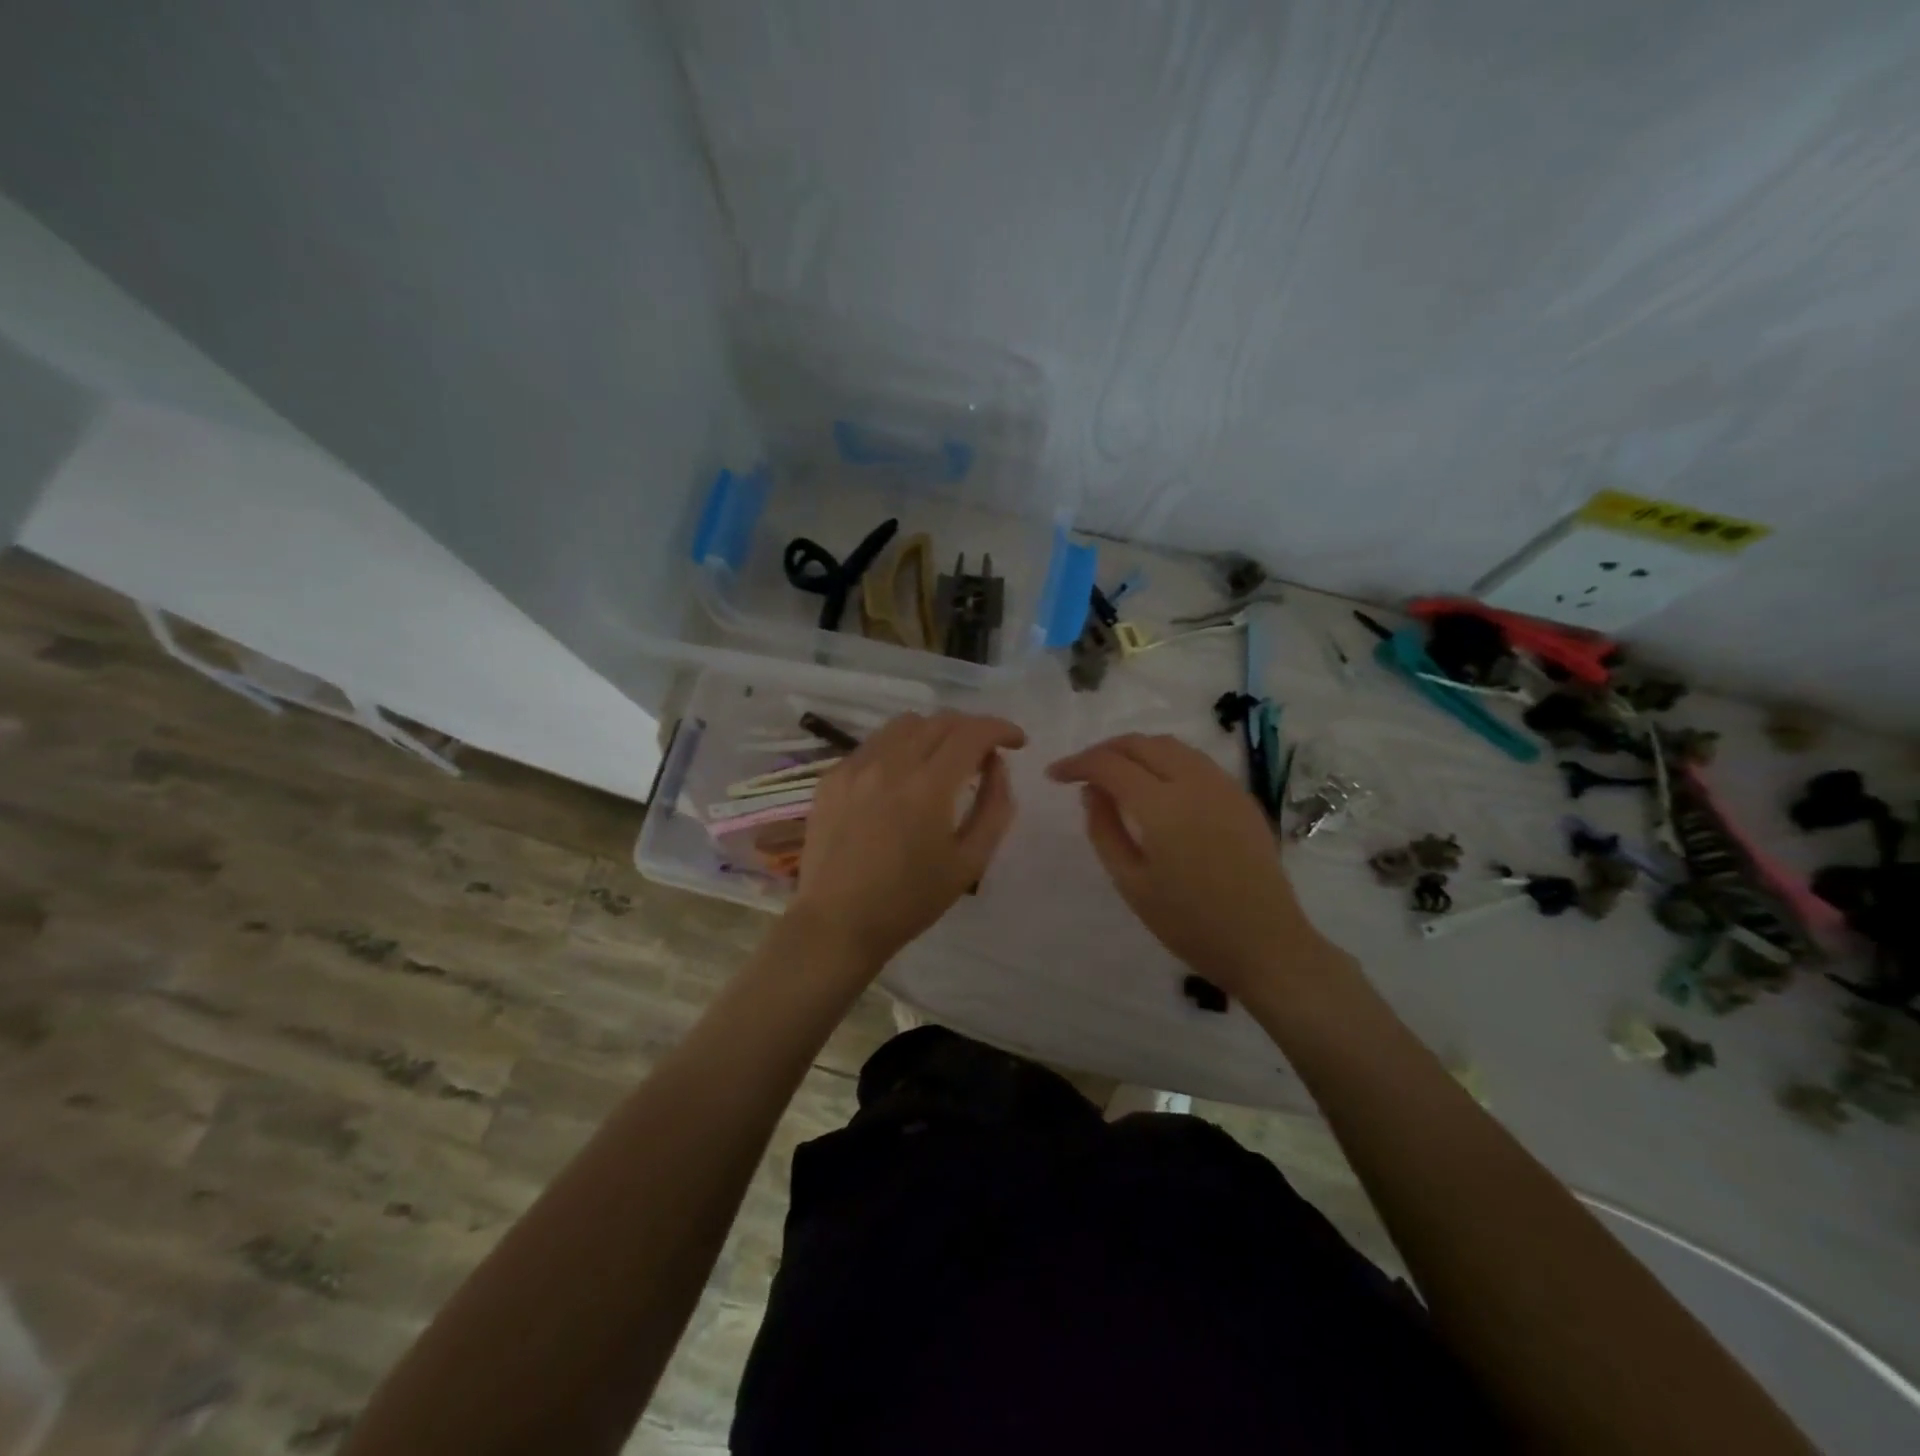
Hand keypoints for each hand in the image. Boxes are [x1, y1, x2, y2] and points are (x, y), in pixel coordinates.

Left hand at [793, 710, 1025, 968]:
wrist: (837, 924)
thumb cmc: (910, 901)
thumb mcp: (970, 862)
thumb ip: (994, 807)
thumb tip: (996, 766)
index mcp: (928, 786)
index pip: (972, 732)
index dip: (1001, 728)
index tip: (1016, 742)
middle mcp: (890, 764)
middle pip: (940, 720)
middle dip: (971, 729)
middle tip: (984, 754)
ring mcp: (855, 767)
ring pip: (904, 724)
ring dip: (935, 732)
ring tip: (944, 760)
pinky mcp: (832, 777)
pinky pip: (875, 744)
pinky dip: (900, 747)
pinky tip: (903, 777)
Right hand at [1047, 734, 1337, 999]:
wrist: (1265, 944)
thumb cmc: (1189, 923)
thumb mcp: (1131, 883)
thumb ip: (1104, 830)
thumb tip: (1092, 793)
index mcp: (1162, 805)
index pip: (1109, 764)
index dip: (1077, 764)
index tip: (1054, 775)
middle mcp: (1194, 781)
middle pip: (1140, 743)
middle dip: (1104, 750)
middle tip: (1082, 773)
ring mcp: (1222, 785)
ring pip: (1170, 745)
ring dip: (1136, 751)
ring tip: (1116, 775)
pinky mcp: (1241, 796)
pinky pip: (1195, 760)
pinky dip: (1165, 760)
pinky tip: (1156, 786)